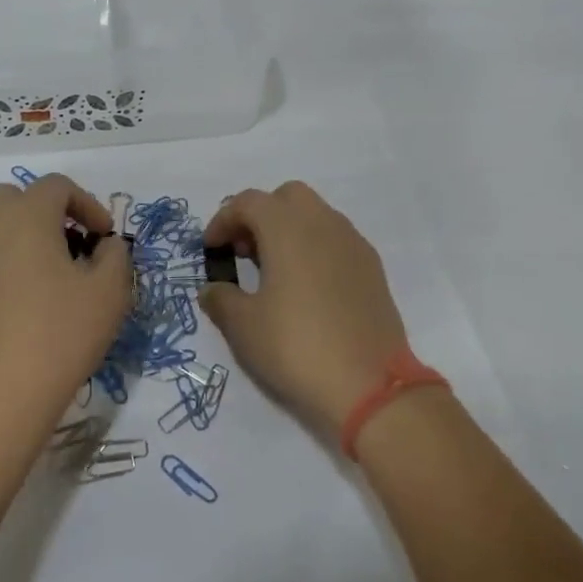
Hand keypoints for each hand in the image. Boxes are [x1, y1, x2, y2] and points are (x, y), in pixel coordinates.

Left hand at [0, 175, 132, 445]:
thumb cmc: (60, 336)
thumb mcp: (109, 292)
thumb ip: (115, 255)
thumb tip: (104, 245)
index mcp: (26, 217)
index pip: (57, 186)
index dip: (87, 204)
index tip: (104, 238)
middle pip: (17, 198)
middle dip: (49, 212)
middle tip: (74, 246)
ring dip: (25, 235)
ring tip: (51, 274)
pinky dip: (5, 261)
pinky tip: (24, 300)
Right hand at [199, 182, 407, 436]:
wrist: (370, 384)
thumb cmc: (296, 347)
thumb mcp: (244, 327)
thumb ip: (221, 299)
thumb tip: (212, 289)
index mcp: (288, 228)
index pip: (248, 202)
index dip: (223, 220)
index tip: (210, 249)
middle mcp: (323, 223)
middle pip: (287, 197)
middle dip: (260, 215)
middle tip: (244, 252)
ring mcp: (353, 243)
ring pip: (316, 215)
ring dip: (289, 230)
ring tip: (273, 271)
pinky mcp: (372, 267)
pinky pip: (336, 240)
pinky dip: (314, 248)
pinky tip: (306, 288)